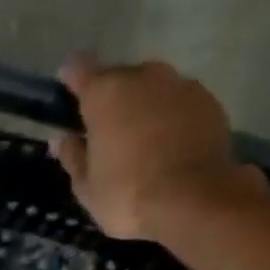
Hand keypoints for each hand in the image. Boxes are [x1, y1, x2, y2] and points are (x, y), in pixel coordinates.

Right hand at [50, 55, 264, 239]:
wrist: (194, 199)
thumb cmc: (127, 195)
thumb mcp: (87, 188)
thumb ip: (73, 158)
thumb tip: (61, 139)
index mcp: (105, 94)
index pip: (79, 69)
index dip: (71, 79)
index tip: (67, 90)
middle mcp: (143, 77)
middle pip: (120, 77)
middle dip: (112, 98)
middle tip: (108, 130)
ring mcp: (180, 84)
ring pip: (153, 88)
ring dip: (144, 106)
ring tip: (142, 139)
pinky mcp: (208, 100)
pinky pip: (180, 102)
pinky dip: (171, 116)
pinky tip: (169, 145)